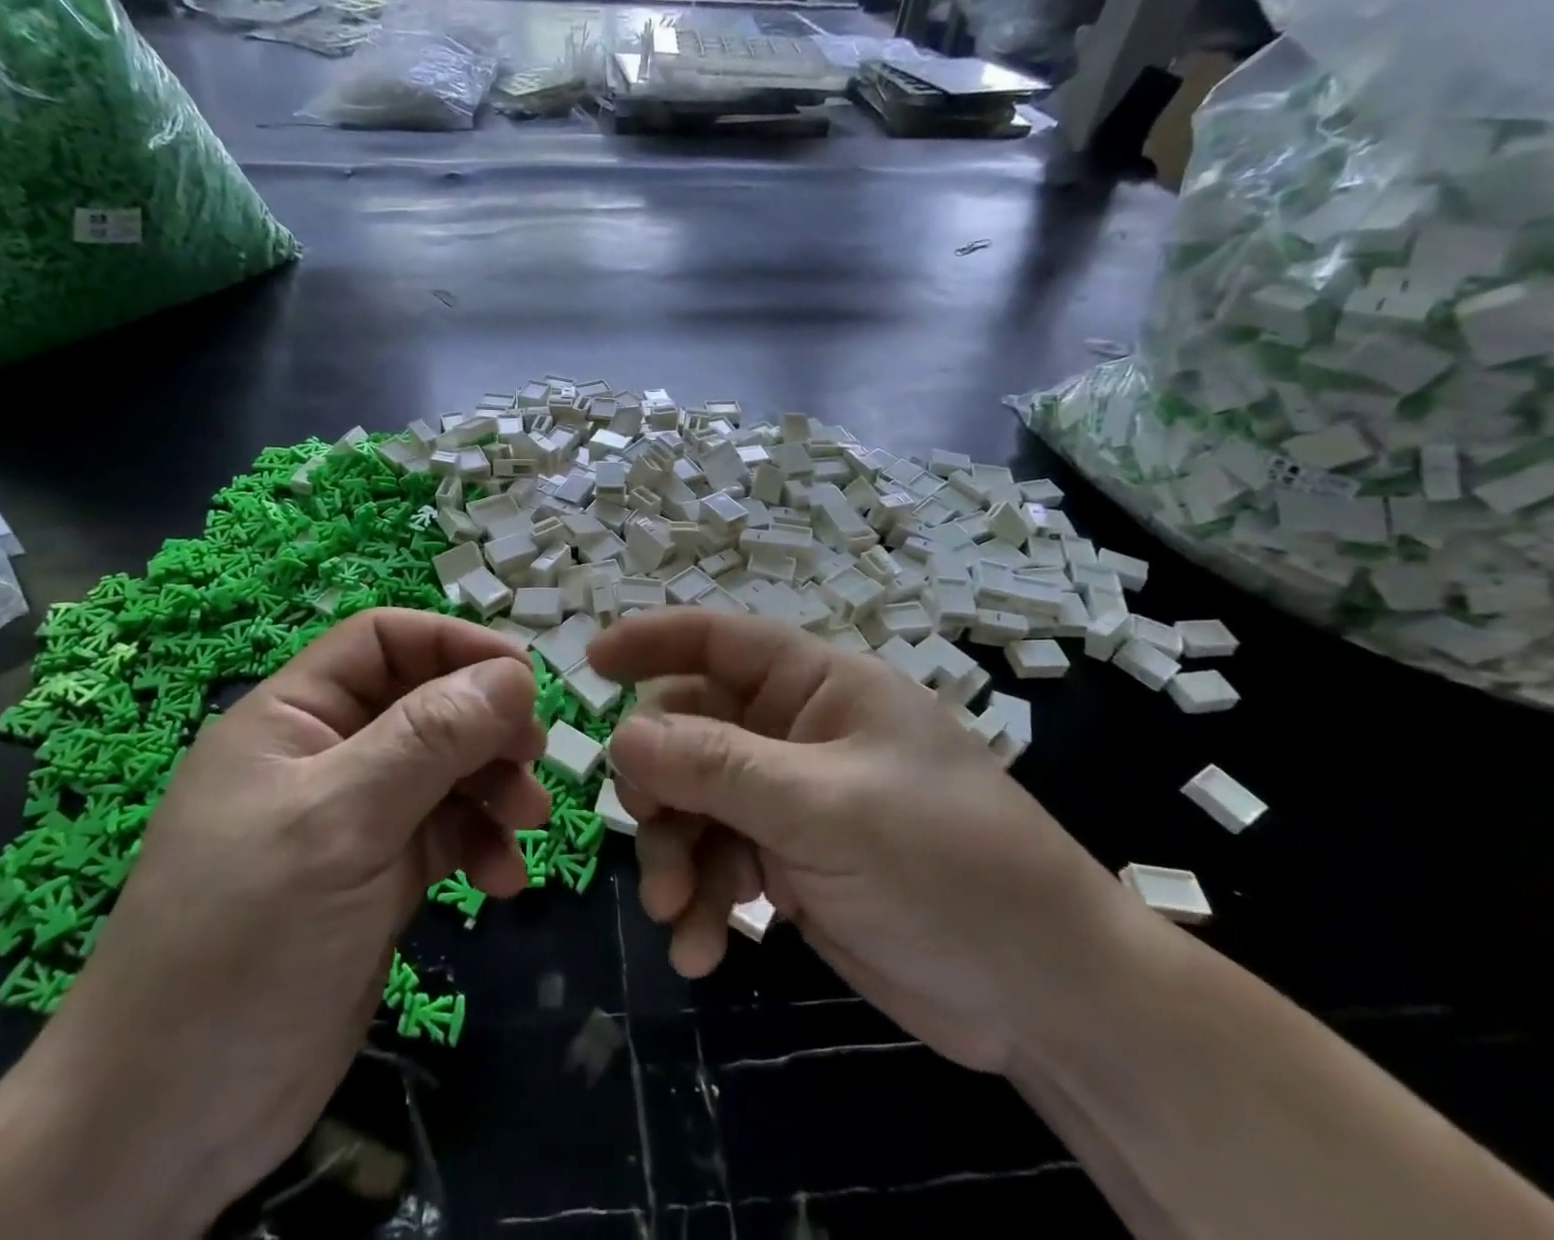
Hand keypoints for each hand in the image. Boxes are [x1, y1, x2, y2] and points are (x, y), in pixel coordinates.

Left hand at [15, 609, 548, 1229]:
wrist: (172, 1121)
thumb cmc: (245, 938)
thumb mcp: (341, 821)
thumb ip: (430, 739)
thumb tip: (514, 673)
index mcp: (293, 717)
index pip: (382, 641)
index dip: (453, 643)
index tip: (523, 676)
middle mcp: (324, 756)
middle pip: (424, 704)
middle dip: (484, 724)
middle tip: (535, 754)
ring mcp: (351, 819)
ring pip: (443, 770)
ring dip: (492, 786)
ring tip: (529, 820)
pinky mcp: (375, 878)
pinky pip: (444, 834)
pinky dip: (479, 844)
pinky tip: (502, 880)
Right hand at [588, 610, 1148, 1074]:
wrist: (1045, 995)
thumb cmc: (948, 865)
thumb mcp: (826, 807)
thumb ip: (720, 766)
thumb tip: (622, 734)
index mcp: (817, 686)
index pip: (719, 638)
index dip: (652, 639)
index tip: (589, 664)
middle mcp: (796, 732)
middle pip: (691, 730)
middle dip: (662, 784)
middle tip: (651, 834)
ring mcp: (790, 799)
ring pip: (695, 802)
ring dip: (676, 856)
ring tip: (680, 915)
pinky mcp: (790, 862)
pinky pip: (719, 861)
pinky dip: (703, 900)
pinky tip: (704, 950)